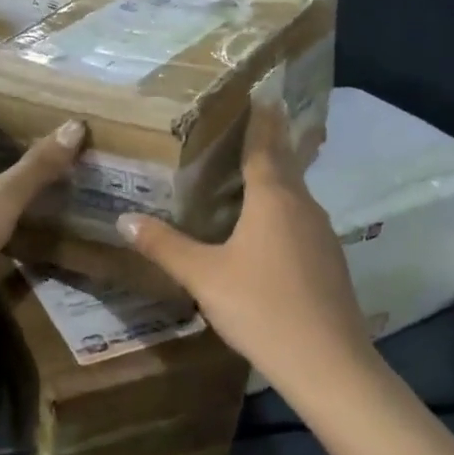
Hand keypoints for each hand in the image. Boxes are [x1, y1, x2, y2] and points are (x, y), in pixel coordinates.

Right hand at [117, 104, 372, 388]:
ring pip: (294, 194)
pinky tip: (264, 229)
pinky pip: (300, 220)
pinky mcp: (329, 260)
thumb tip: (124, 220)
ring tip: (245, 174)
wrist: (327, 362)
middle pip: (284, 163)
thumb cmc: (262, 307)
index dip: (259, 117)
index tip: (257, 92)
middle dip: (267, 142)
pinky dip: (281, 210)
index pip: (264, 143)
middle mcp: (303, 205)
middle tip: (243, 126)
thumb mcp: (204, 277)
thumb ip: (165, 246)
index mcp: (273, 197)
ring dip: (274, 178)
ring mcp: (322, 233)